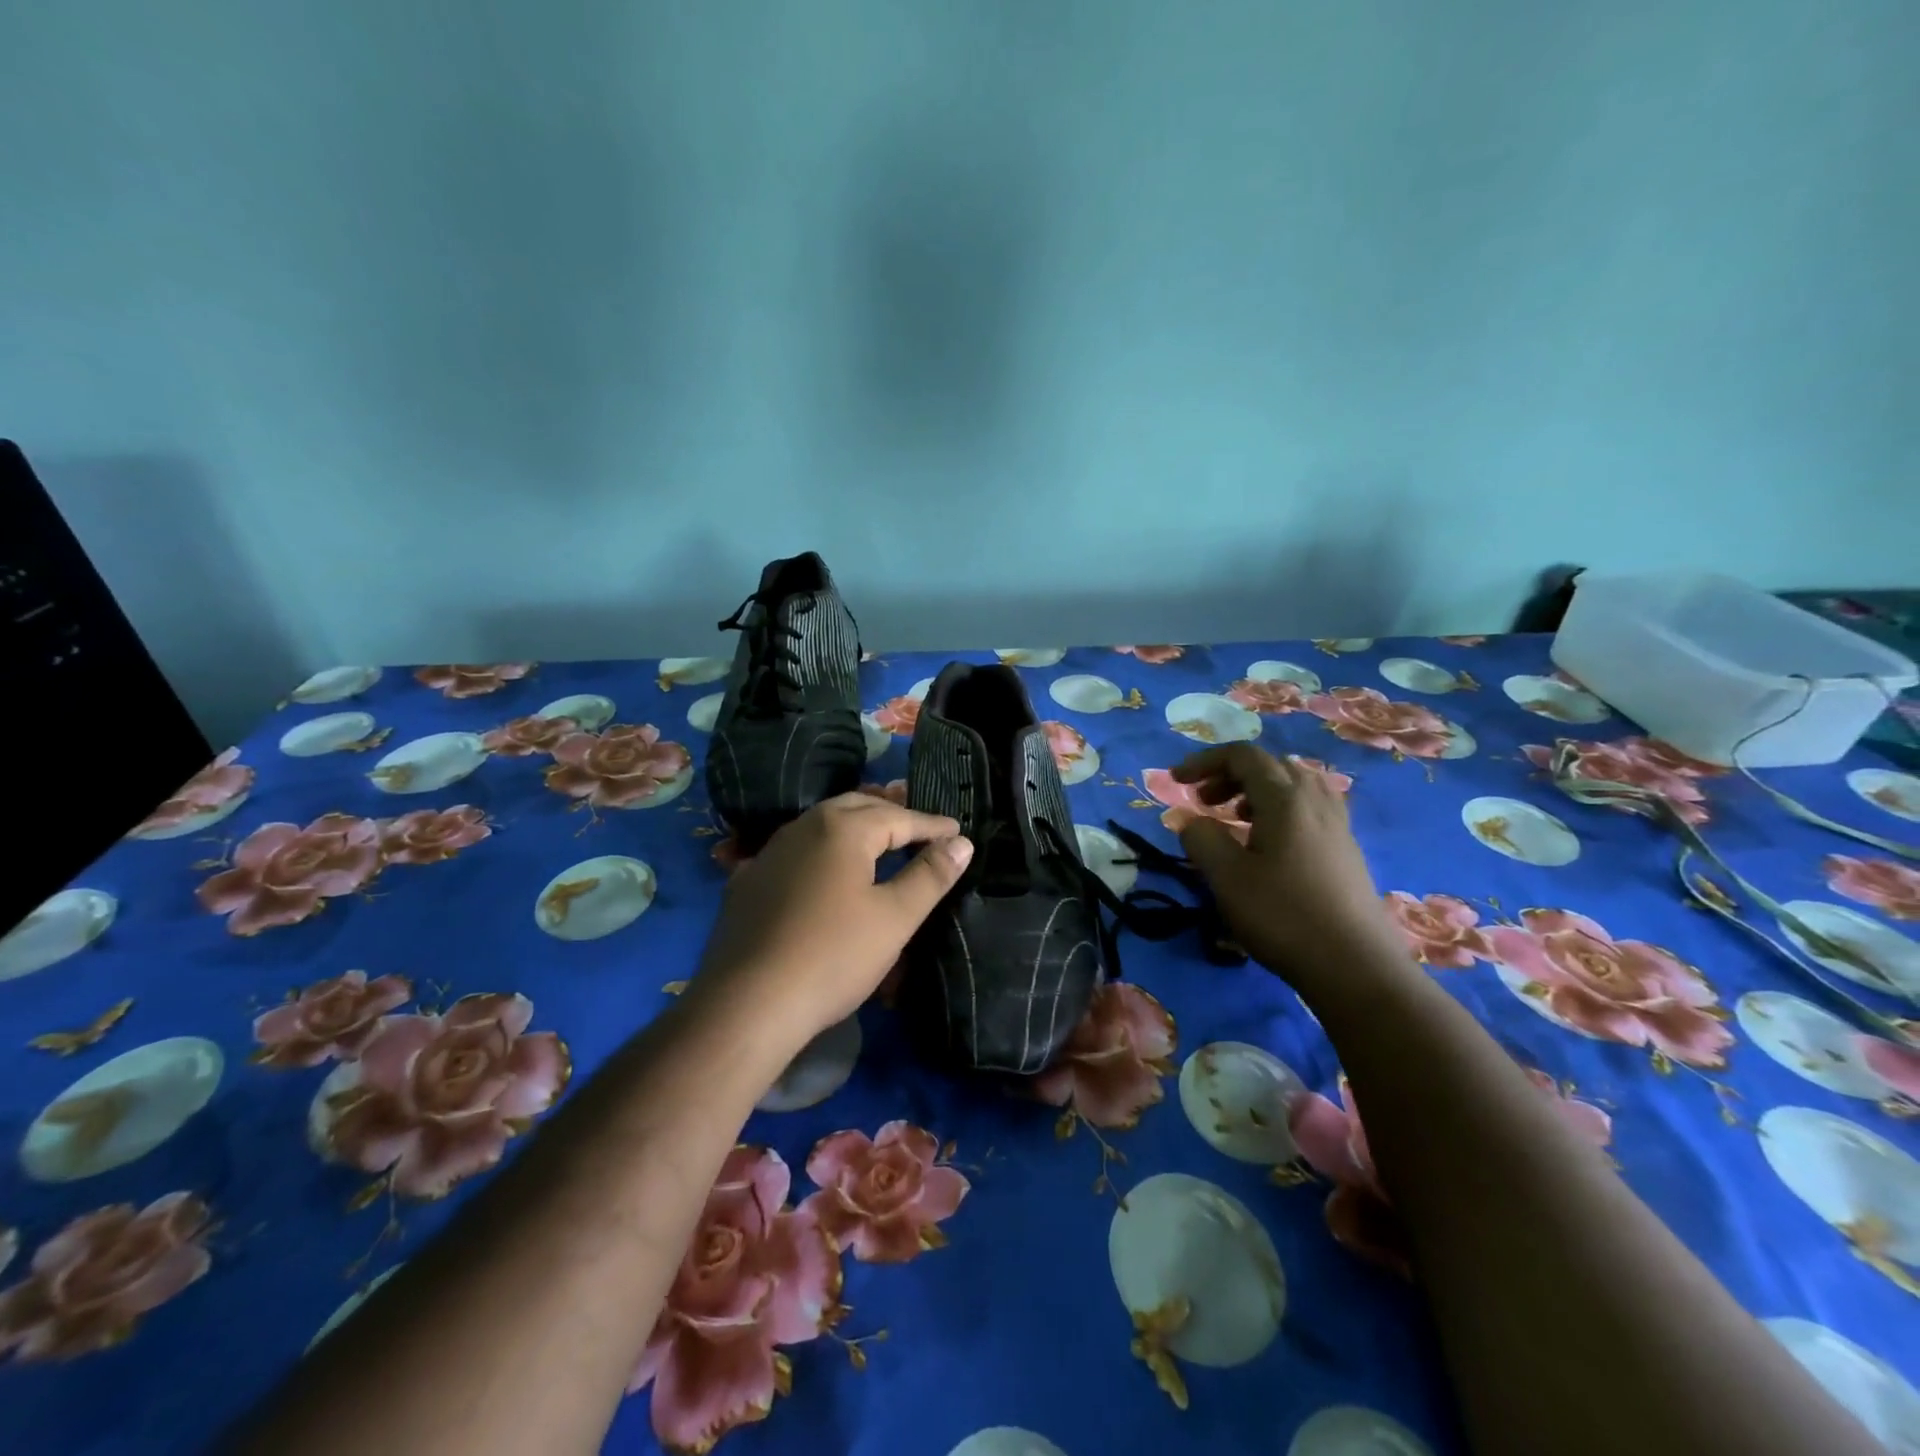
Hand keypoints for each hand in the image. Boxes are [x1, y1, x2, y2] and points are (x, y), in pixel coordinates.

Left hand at [694, 794, 973, 1045]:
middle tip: (920, 826)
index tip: (957, 831)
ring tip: (879, 836)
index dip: (931, 825)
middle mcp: (803, 827)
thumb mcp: (895, 918)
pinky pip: (796, 851)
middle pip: (856, 807)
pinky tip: (824, 867)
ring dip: (855, 825)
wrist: (747, 1004)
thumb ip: (930, 875)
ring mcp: (770, 853)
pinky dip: (822, 849)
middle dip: (892, 813)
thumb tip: (961, 843)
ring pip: (822, 824)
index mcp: (841, 829)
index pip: (898, 817)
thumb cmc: (833, 956)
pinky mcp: (748, 882)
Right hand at [1172, 745, 1407, 987]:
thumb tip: (1190, 820)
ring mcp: (1337, 825)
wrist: (1355, 966)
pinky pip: (1308, 810)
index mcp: (1285, 797)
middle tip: (1203, 801)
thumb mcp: (1226, 877)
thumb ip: (1201, 838)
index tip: (1176, 781)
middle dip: (1230, 775)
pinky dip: (1279, 811)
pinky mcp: (1346, 850)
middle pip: (1270, 765)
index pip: (1243, 756)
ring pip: (1293, 786)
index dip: (1205, 761)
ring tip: (1234, 820)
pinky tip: (1268, 846)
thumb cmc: (1283, 915)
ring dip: (1256, 792)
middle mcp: (1316, 800)